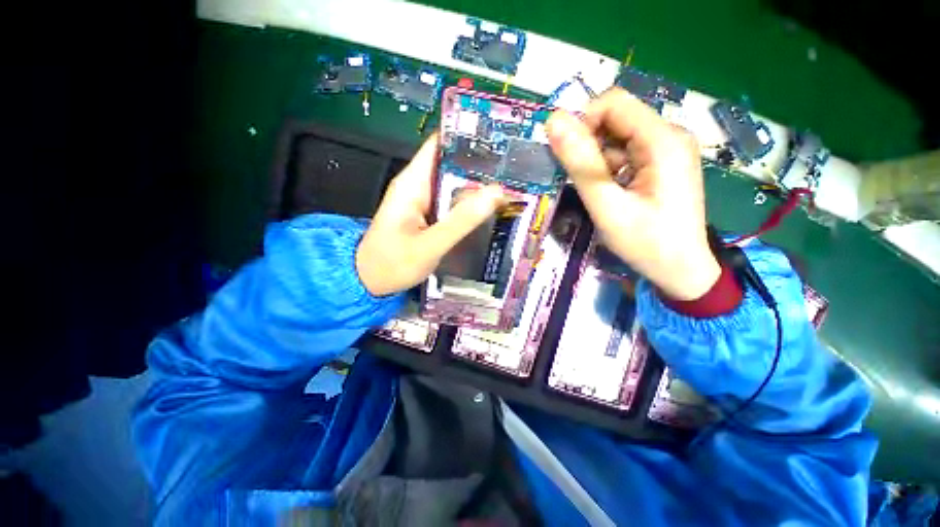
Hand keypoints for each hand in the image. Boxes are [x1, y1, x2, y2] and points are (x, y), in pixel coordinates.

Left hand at [356, 133, 505, 296]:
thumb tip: (495, 192)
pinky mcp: (430, 215)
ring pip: (455, 185)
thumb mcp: (429, 245)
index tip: (499, 136)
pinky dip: (471, 203)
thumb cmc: (392, 263)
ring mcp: (425, 201)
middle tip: (515, 167)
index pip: (440, 144)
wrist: (371, 282)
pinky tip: (493, 206)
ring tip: (513, 183)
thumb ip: (460, 221)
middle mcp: (419, 186)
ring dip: (479, 185)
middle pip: (452, 164)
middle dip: (481, 164)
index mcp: (413, 183)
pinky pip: (454, 203)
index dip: (466, 137)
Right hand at [546, 88, 719, 300]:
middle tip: (578, 179)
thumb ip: (581, 164)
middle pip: (616, 118)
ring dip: (597, 158)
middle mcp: (669, 135)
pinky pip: (626, 152)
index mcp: (662, 140)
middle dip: (589, 143)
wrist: (681, 270)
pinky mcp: (662, 163)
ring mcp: (667, 150)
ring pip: (618, 137)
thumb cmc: (645, 242)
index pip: (613, 103)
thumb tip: (553, 121)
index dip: (583, 123)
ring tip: (595, 191)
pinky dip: (608, 167)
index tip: (567, 156)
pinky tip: (609, 191)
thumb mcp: (607, 205)